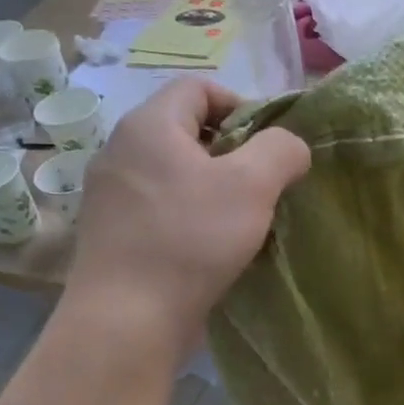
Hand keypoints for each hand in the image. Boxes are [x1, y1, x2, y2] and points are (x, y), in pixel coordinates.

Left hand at [64, 79, 309, 343]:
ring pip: (175, 172)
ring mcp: (112, 194)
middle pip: (187, 130)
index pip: (198, 87)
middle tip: (262, 185)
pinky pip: (161, 207)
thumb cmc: (192, 239)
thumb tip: (291, 146)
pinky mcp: (114, 232)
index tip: (269, 145)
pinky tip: (211, 247)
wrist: (129, 316)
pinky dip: (191, 216)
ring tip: (242, 221)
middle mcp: (121, 150)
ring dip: (214, 187)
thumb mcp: (253, 185)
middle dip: (232, 152)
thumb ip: (281, 151)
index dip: (242, 104)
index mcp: (150, 125)